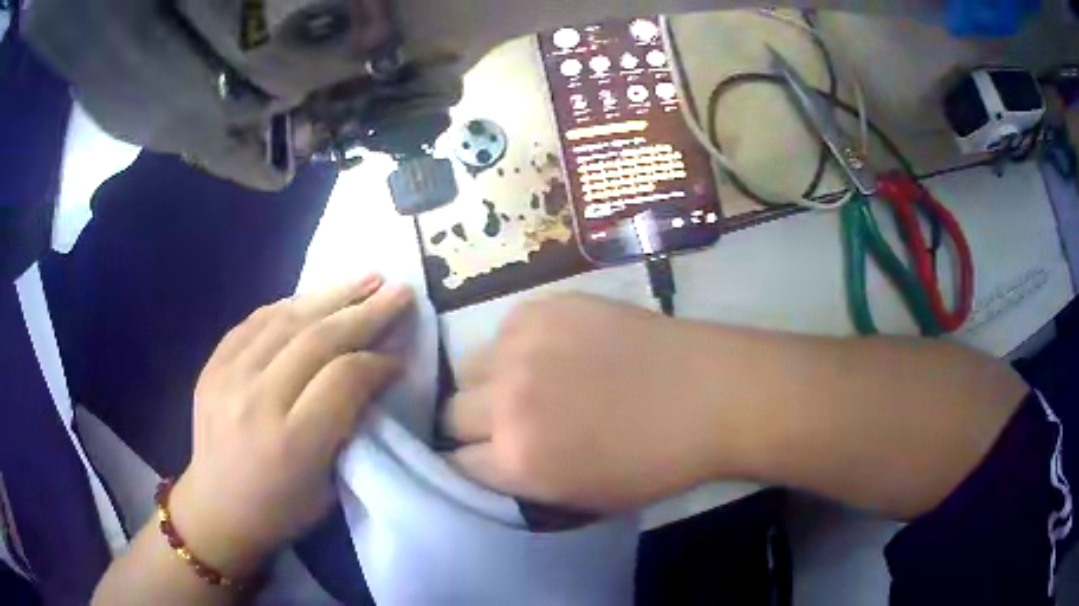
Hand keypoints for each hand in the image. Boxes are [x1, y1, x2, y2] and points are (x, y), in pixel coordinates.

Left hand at [169, 276, 413, 576]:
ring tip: (366, 279)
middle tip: (399, 291)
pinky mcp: (212, 365)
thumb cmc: (281, 509)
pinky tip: (315, 297)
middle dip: (365, 312)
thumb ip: (350, 425)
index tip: (400, 354)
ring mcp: (228, 377)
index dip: (377, 360)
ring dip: (332, 295)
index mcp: (292, 442)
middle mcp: (257, 400)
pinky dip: (290, 305)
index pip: (343, 378)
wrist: (216, 508)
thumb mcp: (329, 485)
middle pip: (318, 339)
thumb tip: (375, 371)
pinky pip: (255, 321)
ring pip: (287, 319)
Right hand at [443, 294, 739, 512]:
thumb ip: (522, 484)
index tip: (481, 460)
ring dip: (488, 382)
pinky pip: (504, 331)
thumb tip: (488, 462)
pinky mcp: (543, 308)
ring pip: (468, 367)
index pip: (453, 464)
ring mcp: (522, 346)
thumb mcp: (583, 500)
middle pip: (450, 413)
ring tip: (525, 383)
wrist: (708, 395)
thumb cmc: (655, 462)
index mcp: (518, 460)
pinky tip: (552, 353)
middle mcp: (506, 401)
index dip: (467, 465)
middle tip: (503, 423)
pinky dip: (517, 347)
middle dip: (471, 425)